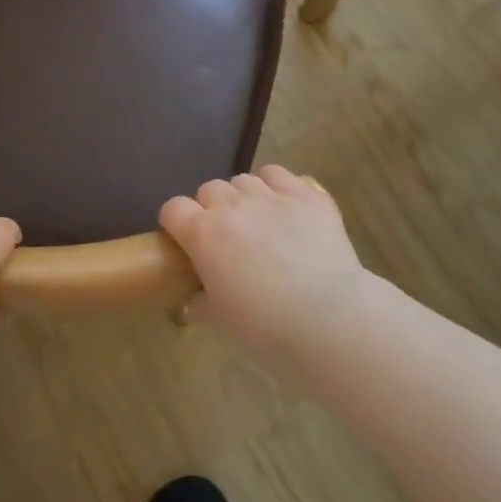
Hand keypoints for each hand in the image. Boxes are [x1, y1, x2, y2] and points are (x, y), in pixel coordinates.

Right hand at [159, 165, 368, 356]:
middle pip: (209, 189)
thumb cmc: (266, 326)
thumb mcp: (222, 320)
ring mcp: (270, 196)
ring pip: (243, 180)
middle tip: (226, 237)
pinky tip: (284, 206)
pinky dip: (276, 185)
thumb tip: (192, 302)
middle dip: (211, 208)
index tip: (184, 241)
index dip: (176, 222)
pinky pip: (279, 174)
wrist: (327, 317)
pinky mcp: (306, 194)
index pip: (173, 208)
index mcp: (203, 234)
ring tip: (257, 221)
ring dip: (243, 196)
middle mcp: (232, 206)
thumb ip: (201, 304)